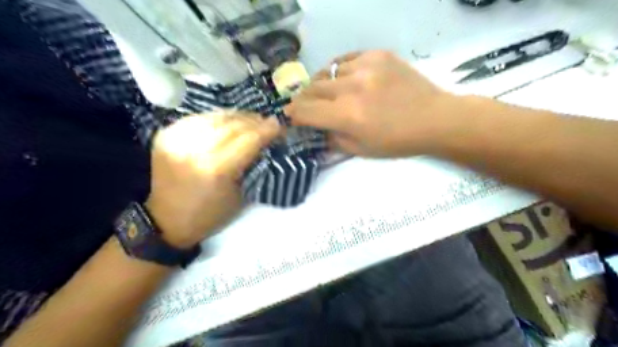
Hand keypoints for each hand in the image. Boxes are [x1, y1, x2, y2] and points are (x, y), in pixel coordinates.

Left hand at [145, 112, 280, 247]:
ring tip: (252, 120)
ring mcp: (176, 139)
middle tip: (269, 122)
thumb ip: (254, 164)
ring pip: (217, 117)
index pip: (249, 139)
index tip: (281, 125)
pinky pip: (200, 118)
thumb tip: (267, 140)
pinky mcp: (166, 134)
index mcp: (215, 169)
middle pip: (233, 125)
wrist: (168, 219)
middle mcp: (194, 149)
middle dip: (256, 121)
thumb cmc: (211, 214)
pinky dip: (219, 119)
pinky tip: (228, 123)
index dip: (268, 130)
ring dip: (239, 117)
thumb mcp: (241, 194)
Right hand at [285, 49, 457, 156]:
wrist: (434, 118)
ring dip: (323, 85)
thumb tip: (316, 130)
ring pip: (328, 72)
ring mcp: (365, 67)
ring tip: (329, 93)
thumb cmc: (397, 141)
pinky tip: (346, 79)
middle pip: (312, 89)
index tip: (289, 116)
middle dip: (303, 100)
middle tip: (305, 106)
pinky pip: (347, 59)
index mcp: (347, 115)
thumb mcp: (361, 150)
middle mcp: (352, 88)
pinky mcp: (378, 55)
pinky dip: (340, 71)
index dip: (293, 114)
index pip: (306, 111)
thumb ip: (333, 139)